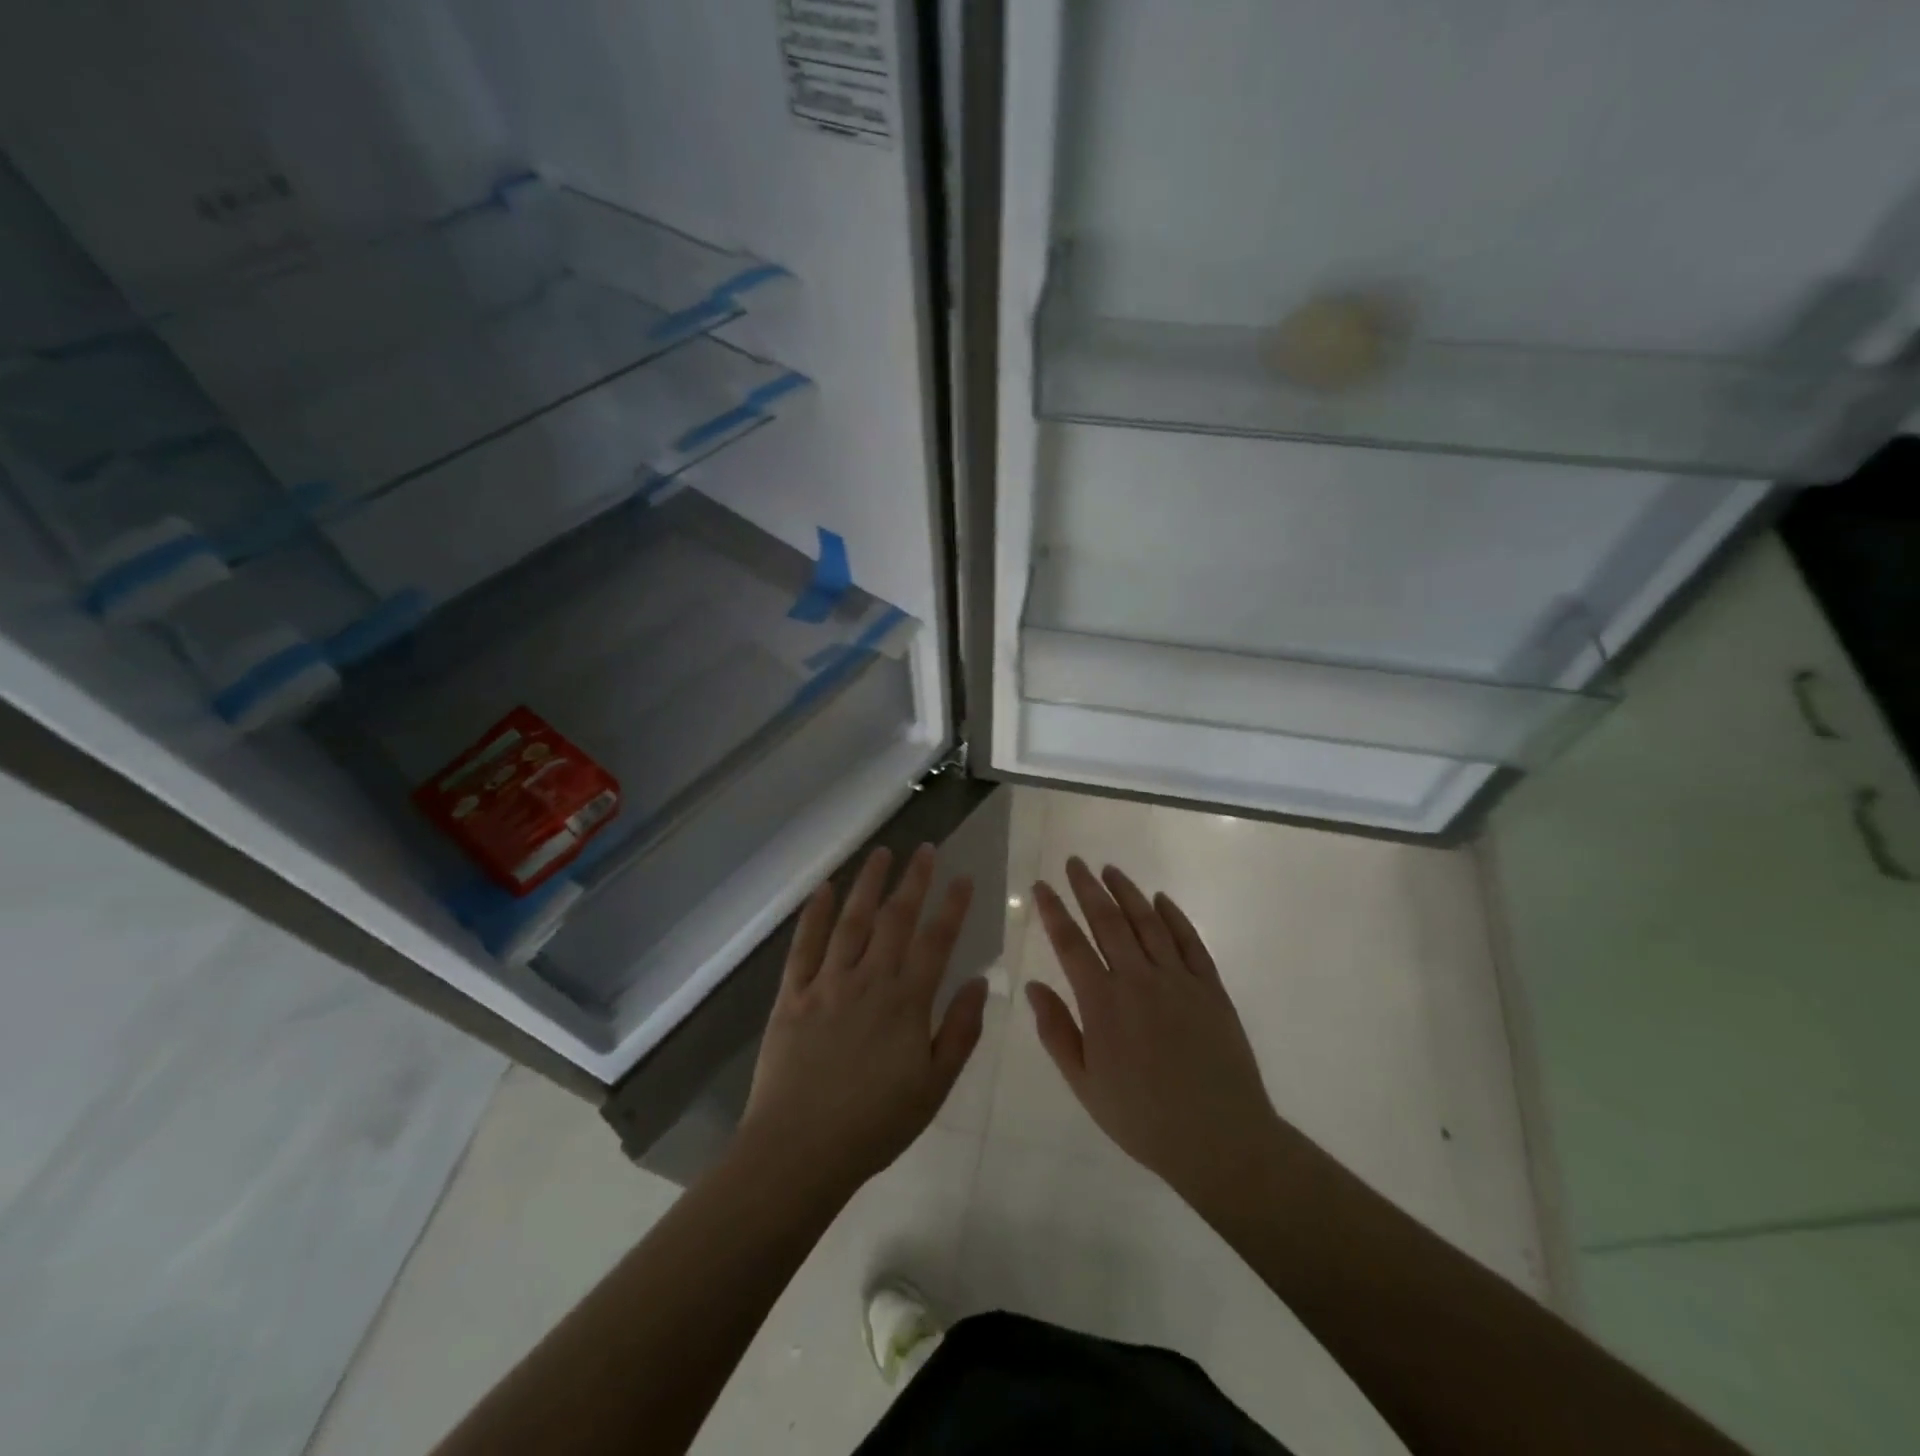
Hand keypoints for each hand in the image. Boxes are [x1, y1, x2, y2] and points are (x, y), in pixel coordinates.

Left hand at [737, 845, 986, 1196]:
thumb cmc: (875, 1125)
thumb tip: (981, 983)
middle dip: (913, 880)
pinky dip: (814, 915)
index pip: (936, 941)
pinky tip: (823, 889)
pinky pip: (804, 947)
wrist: (800, 1150)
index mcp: (906, 1002)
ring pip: (851, 921)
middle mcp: (869, 980)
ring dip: (868, 884)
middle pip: (895, 919)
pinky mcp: (791, 995)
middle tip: (925, 849)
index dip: (952, 906)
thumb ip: (960, 1031)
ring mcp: (827, 984)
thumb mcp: (934, 1087)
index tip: (963, 878)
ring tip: (881, 853)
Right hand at [1028, 858, 1283, 1207]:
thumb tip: (1033, 986)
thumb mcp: (1085, 1084)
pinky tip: (1161, 899)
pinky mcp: (1210, 988)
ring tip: (1110, 870)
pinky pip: (1190, 941)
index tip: (1041, 886)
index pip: (1071, 944)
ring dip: (1127, 892)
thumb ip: (1057, 1031)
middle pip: (1108, 921)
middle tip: (1074, 862)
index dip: (1054, 911)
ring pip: (1148, 923)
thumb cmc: (1142, 1118)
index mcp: (1103, 1003)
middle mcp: (1139, 980)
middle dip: (1087, 888)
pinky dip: (1174, 916)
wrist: (1220, 1140)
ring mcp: (1178, 980)